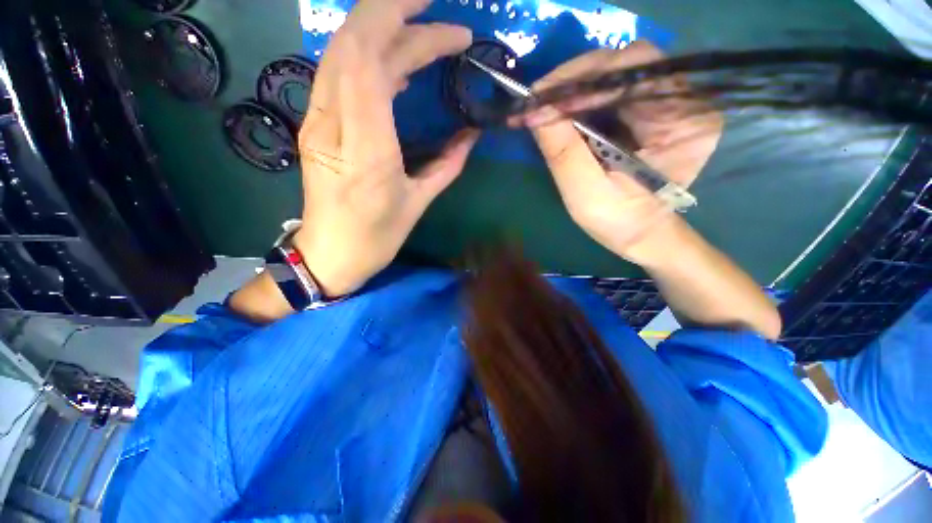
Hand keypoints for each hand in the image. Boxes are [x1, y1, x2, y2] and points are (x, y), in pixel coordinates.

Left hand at [292, 0, 477, 295]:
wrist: (329, 254)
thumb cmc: (375, 238)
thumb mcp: (417, 204)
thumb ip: (447, 166)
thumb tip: (470, 135)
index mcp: (365, 151)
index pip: (372, 62)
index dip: (410, 30)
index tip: (451, 29)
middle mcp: (332, 125)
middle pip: (353, 43)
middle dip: (395, 12)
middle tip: (437, 10)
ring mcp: (317, 122)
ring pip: (342, 53)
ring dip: (382, 30)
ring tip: (423, 31)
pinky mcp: (316, 125)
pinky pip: (339, 75)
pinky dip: (370, 58)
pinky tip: (398, 65)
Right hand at [519, 41, 723, 264]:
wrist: (642, 235)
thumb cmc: (621, 222)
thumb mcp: (586, 194)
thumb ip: (563, 152)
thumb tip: (534, 111)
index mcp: (683, 121)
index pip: (635, 71)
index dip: (583, 78)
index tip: (540, 96)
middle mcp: (686, 100)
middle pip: (626, 65)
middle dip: (575, 80)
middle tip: (537, 100)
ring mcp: (670, 103)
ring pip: (617, 75)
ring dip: (576, 88)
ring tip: (544, 107)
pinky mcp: (652, 111)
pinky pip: (614, 92)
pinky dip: (583, 99)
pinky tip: (561, 112)